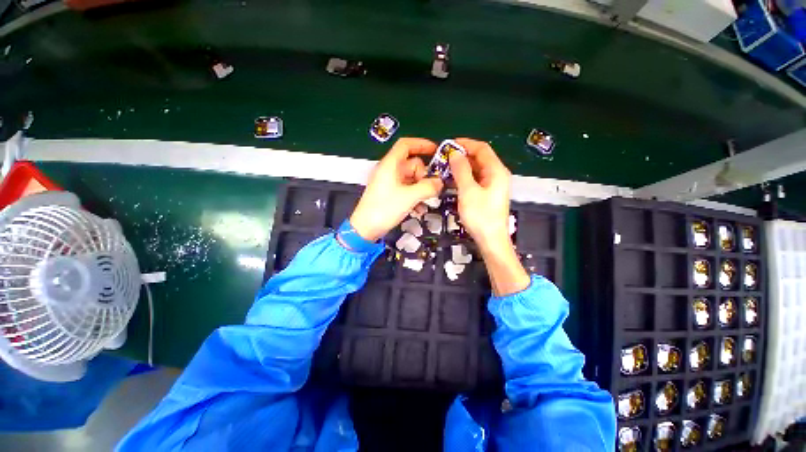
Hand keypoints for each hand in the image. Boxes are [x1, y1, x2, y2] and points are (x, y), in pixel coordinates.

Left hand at [350, 138, 443, 240]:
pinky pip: (407, 190)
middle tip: (430, 189)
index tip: (435, 150)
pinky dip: (415, 196)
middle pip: (413, 165)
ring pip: (412, 179)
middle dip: (424, 176)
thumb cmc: (383, 209)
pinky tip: (418, 208)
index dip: (421, 144)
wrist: (365, 229)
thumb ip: (428, 187)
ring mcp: (389, 183)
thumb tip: (439, 182)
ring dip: (421, 189)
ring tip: (424, 201)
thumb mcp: (409, 197)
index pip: (406, 145)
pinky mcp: (390, 194)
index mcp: (390, 165)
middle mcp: (390, 171)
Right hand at [448, 138, 511, 250]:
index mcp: (496, 171)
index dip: (465, 144)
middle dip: (462, 156)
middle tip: (443, 158)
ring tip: (445, 168)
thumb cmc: (480, 216)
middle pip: (479, 158)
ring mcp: (493, 185)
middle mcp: (497, 175)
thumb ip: (461, 170)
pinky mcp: (487, 194)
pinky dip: (464, 178)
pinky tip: (453, 181)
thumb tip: (454, 153)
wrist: (491, 240)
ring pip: (476, 170)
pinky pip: (475, 180)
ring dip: (462, 167)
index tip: (448, 145)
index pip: (482, 149)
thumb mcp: (468, 191)